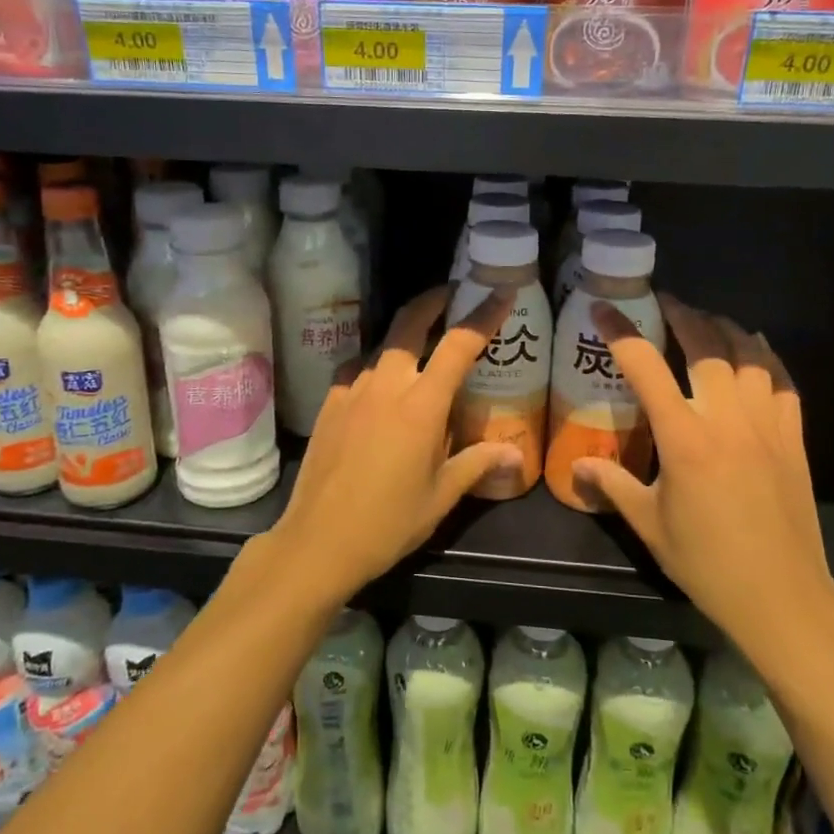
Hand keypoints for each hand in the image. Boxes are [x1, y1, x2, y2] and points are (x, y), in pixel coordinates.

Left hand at [269, 285, 521, 601]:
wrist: (318, 541)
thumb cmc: (388, 522)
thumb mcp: (441, 496)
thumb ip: (477, 464)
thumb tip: (515, 454)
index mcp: (421, 405)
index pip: (459, 344)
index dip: (483, 314)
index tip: (501, 292)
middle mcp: (386, 385)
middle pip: (409, 323)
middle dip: (432, 301)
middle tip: (451, 295)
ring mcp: (352, 390)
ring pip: (382, 346)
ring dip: (404, 338)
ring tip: (420, 348)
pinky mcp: (329, 403)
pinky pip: (357, 370)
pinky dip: (376, 366)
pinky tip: (380, 386)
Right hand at [572, 295, 833, 662]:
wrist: (782, 598)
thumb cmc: (706, 563)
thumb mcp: (649, 524)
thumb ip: (611, 485)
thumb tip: (575, 469)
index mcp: (684, 438)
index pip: (646, 366)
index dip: (621, 331)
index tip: (602, 308)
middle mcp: (727, 419)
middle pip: (705, 345)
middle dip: (682, 315)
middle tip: (664, 301)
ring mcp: (767, 426)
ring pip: (749, 356)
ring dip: (725, 329)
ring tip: (707, 320)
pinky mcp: (794, 439)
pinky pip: (784, 383)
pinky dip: (768, 358)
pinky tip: (757, 351)